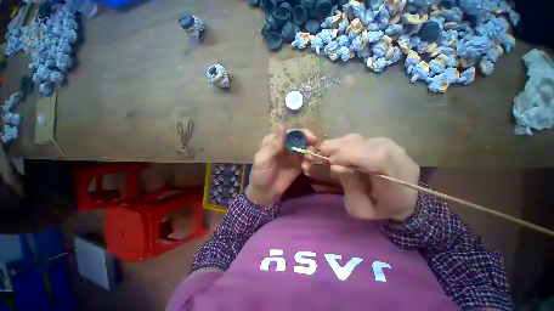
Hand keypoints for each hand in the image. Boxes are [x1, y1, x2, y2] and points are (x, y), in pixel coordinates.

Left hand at [246, 128, 316, 206]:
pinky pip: (308, 160)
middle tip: (311, 152)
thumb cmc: (260, 175)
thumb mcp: (263, 159)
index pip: (290, 132)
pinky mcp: (298, 165)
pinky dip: (310, 163)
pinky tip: (307, 170)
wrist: (264, 193)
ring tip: (307, 165)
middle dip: (309, 143)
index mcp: (275, 141)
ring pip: (306, 148)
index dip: (301, 133)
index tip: (310, 138)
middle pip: (301, 138)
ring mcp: (293, 155)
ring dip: (310, 154)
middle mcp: (286, 145)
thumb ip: (273, 145)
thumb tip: (283, 126)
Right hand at [319, 134, 419, 221]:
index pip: (375, 158)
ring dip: (337, 147)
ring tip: (331, 159)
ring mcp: (390, 144)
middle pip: (361, 143)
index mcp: (398, 180)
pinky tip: (340, 155)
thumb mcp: (360, 208)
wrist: (403, 199)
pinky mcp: (381, 140)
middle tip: (324, 161)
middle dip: (336, 150)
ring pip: (355, 138)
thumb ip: (350, 188)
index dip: (348, 156)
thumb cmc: (379, 208)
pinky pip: (356, 139)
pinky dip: (343, 145)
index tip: (330, 163)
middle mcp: (396, 156)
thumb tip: (335, 166)